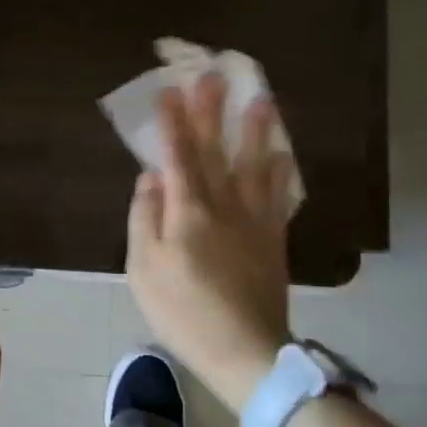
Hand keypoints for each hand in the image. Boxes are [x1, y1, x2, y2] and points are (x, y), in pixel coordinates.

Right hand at [126, 73, 292, 411]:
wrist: (244, 351)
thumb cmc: (183, 312)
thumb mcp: (143, 270)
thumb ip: (144, 219)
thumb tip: (150, 178)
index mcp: (187, 212)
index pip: (177, 156)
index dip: (173, 122)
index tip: (170, 89)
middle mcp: (223, 206)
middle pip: (216, 152)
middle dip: (212, 112)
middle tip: (214, 75)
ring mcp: (254, 221)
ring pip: (254, 166)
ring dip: (255, 131)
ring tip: (262, 100)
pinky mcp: (273, 240)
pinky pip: (278, 197)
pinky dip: (281, 173)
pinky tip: (283, 155)